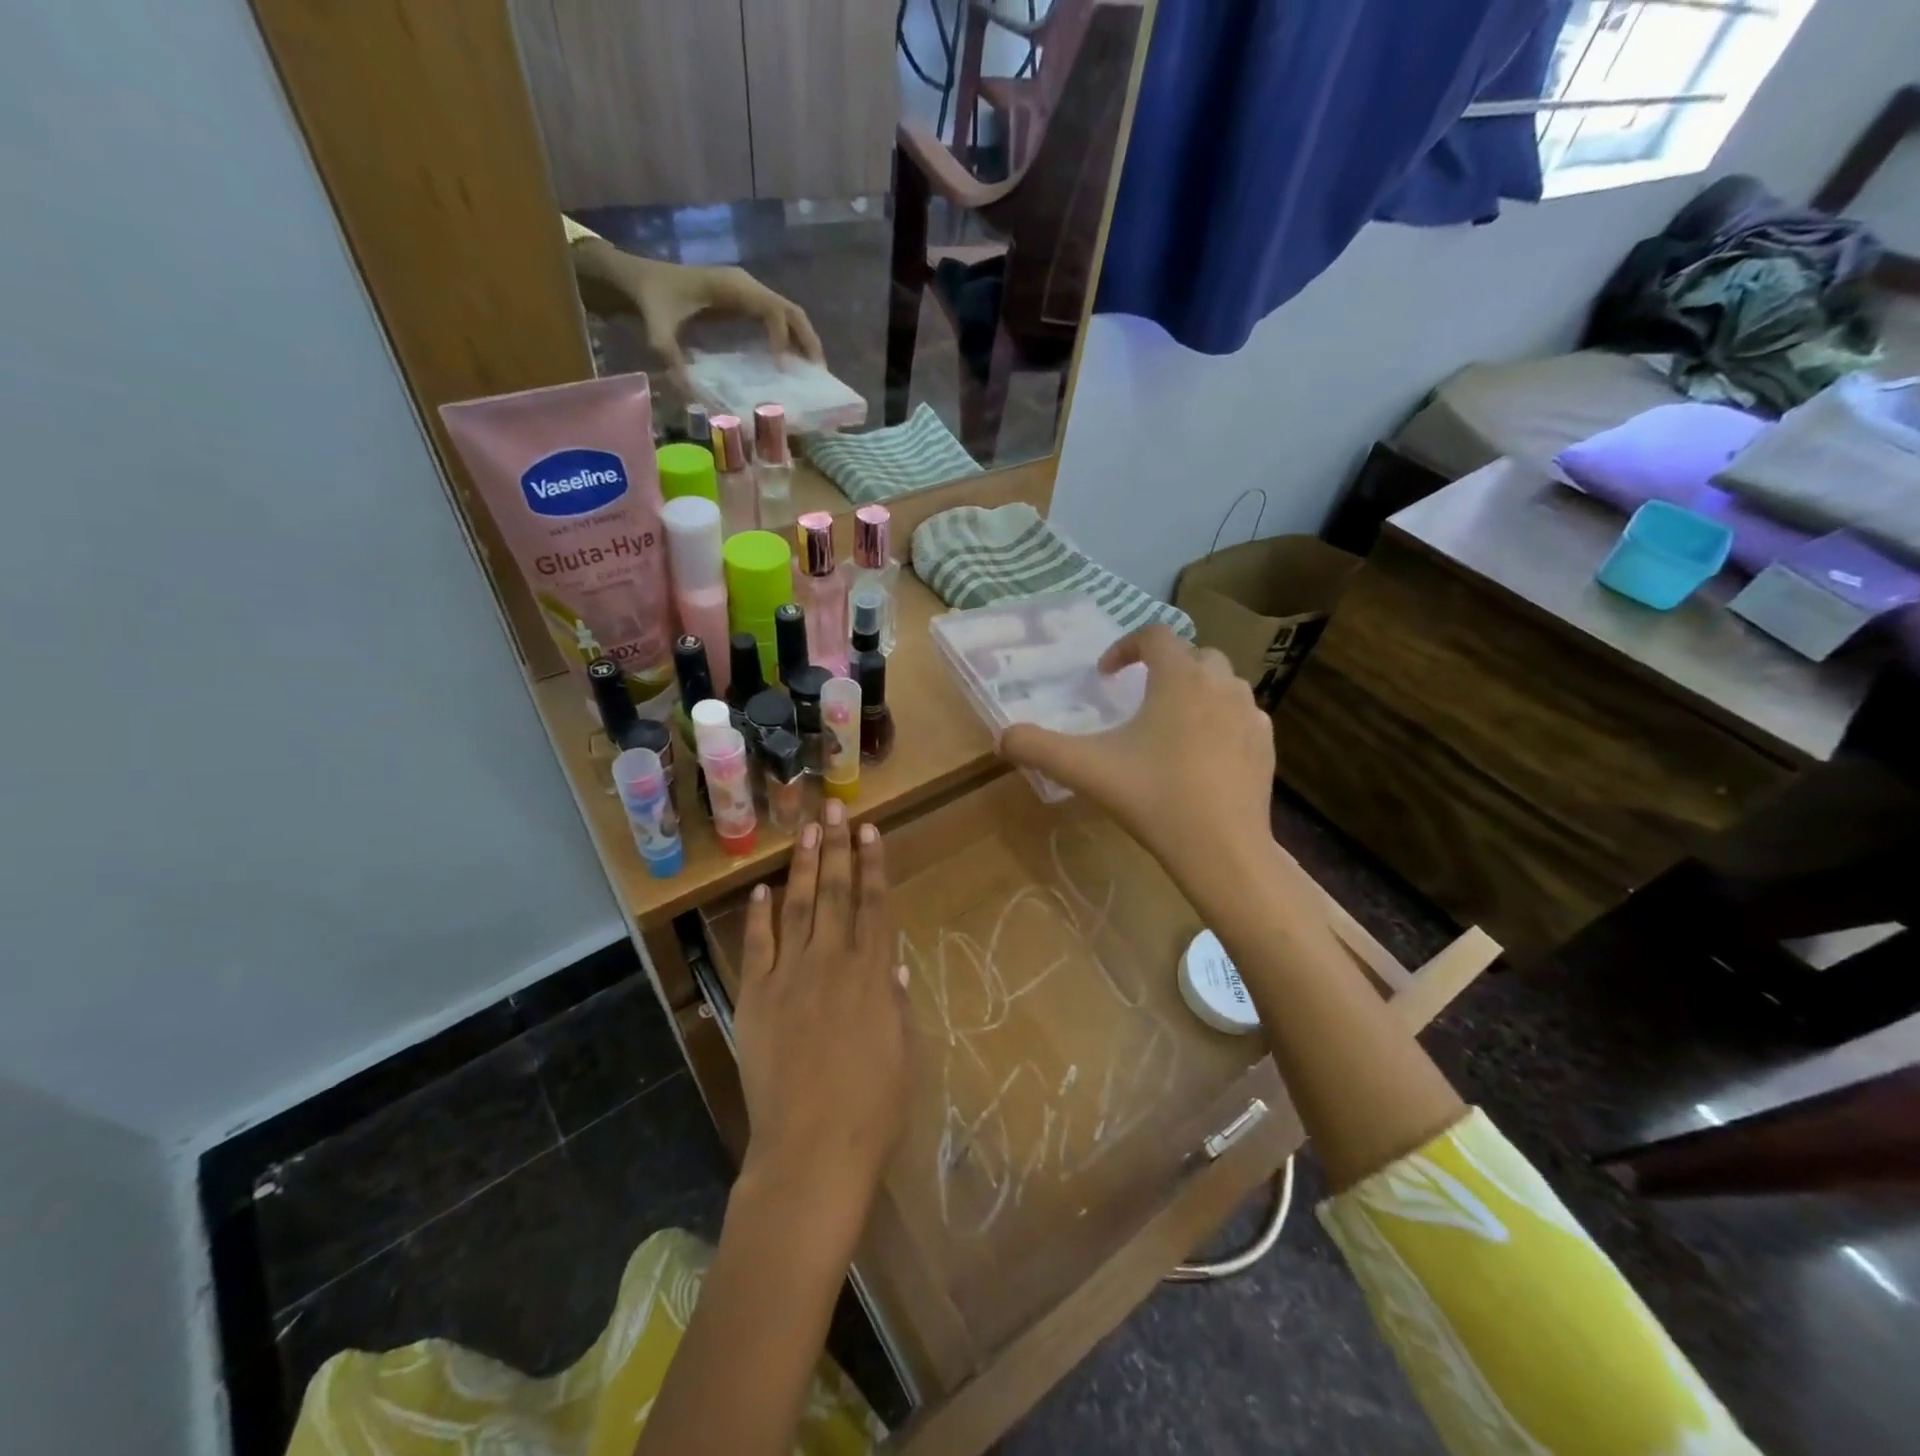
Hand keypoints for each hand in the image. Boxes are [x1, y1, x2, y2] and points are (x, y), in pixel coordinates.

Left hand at [621, 256, 824, 370]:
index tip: (782, 367)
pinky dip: (791, 341)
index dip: (782, 337)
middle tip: (820, 373)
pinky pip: (777, 320)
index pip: (772, 309)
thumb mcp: (656, 327)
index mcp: (731, 287)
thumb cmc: (651, 299)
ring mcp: (748, 294)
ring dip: (804, 342)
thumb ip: (669, 354)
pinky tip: (794, 365)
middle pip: (791, 311)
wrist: (639, 279)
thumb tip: (688, 390)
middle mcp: (746, 286)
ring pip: (789, 315)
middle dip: (808, 341)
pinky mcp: (745, 304)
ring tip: (815, 373)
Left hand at [732, 801, 909, 1225]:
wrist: (811, 1151)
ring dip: (804, 866)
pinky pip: (757, 946)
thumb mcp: (903, 1055)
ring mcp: (789, 977)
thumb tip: (894, 969)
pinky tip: (761, 889)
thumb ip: (896, 1007)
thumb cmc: (873, 1110)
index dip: (874, 865)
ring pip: (799, 908)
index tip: (870, 830)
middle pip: (837, 893)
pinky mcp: (756, 998)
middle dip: (837, 847)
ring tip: (806, 829)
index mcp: (873, 976)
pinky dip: (759, 916)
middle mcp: (832, 963)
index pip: (875, 906)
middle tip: (834, 808)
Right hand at [999, 625, 1274, 872]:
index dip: (1125, 646)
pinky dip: (1220, 720)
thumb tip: (1002, 737)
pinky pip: (1241, 715)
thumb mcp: (1086, 769)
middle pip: (1194, 654)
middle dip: (1165, 666)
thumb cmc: (1153, 797)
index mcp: (1179, 678)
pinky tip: (1203, 753)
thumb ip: (1038, 748)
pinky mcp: (1266, 745)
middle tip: (1140, 696)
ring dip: (1196, 690)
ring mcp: (1249, 714)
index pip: (1154, 635)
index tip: (1105, 674)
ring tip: (1171, 723)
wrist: (1222, 848)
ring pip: (1223, 683)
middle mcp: (1220, 684)